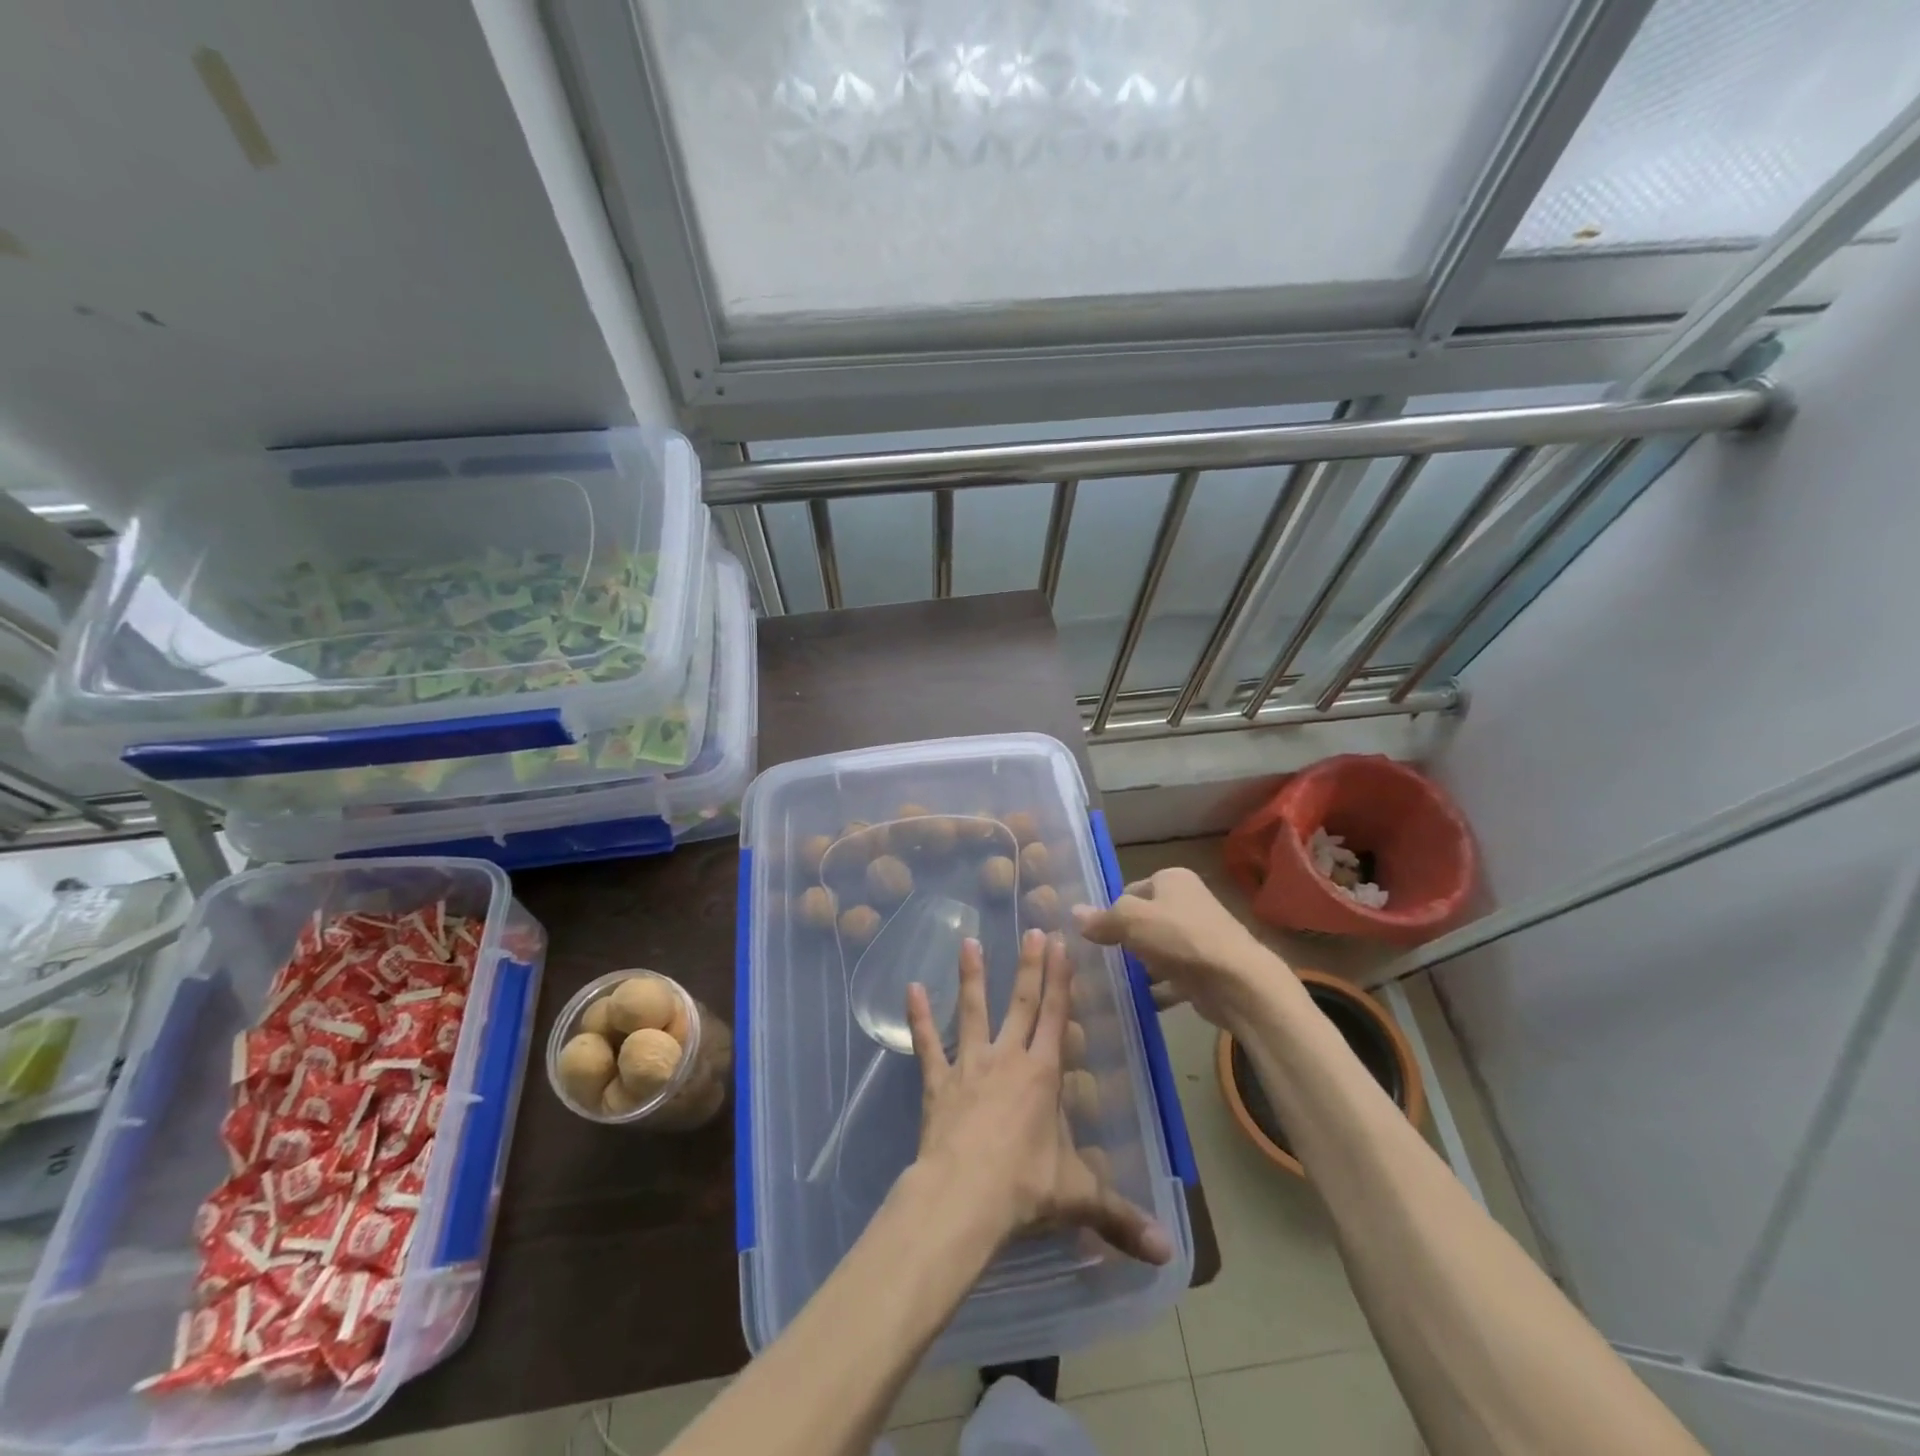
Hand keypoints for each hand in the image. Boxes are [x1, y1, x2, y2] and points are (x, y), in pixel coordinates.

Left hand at [906, 928, 1172, 1266]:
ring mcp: (969, 1066)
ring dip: (971, 977)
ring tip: (968, 942)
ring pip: (971, 1011)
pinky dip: (919, 1018)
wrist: (962, 1198)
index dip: (1060, 979)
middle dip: (1028, 966)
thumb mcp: (1078, 1199)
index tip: (1060, 943)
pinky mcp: (938, 1082)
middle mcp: (1007, 1058)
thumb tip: (1169, 1253)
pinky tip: (911, 989)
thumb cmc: (1024, 1189)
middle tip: (1030, 928)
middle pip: (1020, 1003)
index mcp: (1043, 1075)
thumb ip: (1121, 1217)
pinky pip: (927, 1045)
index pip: (1055, 1016)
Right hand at [1072, 867, 1276, 1027]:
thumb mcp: (1131, 920)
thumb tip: (1074, 913)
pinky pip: (1171, 976)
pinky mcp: (1205, 969)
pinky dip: (1156, 988)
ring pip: (1157, 950)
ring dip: (1139, 967)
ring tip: (1112, 984)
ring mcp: (1199, 937)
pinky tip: (1137, 1002)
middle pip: (1143, 921)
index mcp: (1173, 879)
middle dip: (1124, 941)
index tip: (1097, 935)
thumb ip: (1102, 918)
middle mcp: (1188, 902)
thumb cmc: (1180, 939)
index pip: (1130, 890)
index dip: (1112, 911)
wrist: (1237, 983)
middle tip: (1101, 960)